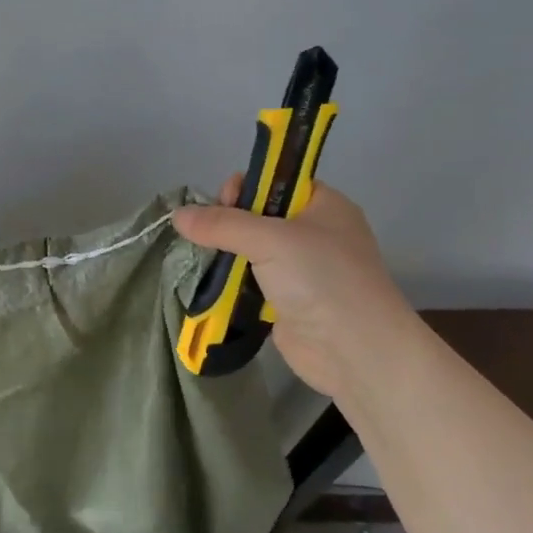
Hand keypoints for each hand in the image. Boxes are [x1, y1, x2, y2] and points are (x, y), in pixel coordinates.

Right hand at [173, 178, 414, 400]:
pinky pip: (249, 281)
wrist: (355, 351)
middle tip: (208, 234)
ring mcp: (300, 270)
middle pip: (257, 216)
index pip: (275, 181)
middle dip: (228, 223)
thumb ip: (222, 224)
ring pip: (250, 250)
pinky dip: (230, 281)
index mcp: (322, 205)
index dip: (246, 187)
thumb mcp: (271, 240)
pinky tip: (208, 281)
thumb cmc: (322, 280)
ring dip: (225, 254)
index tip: (223, 201)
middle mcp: (313, 233)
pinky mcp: (285, 301)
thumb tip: (177, 215)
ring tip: (201, 258)